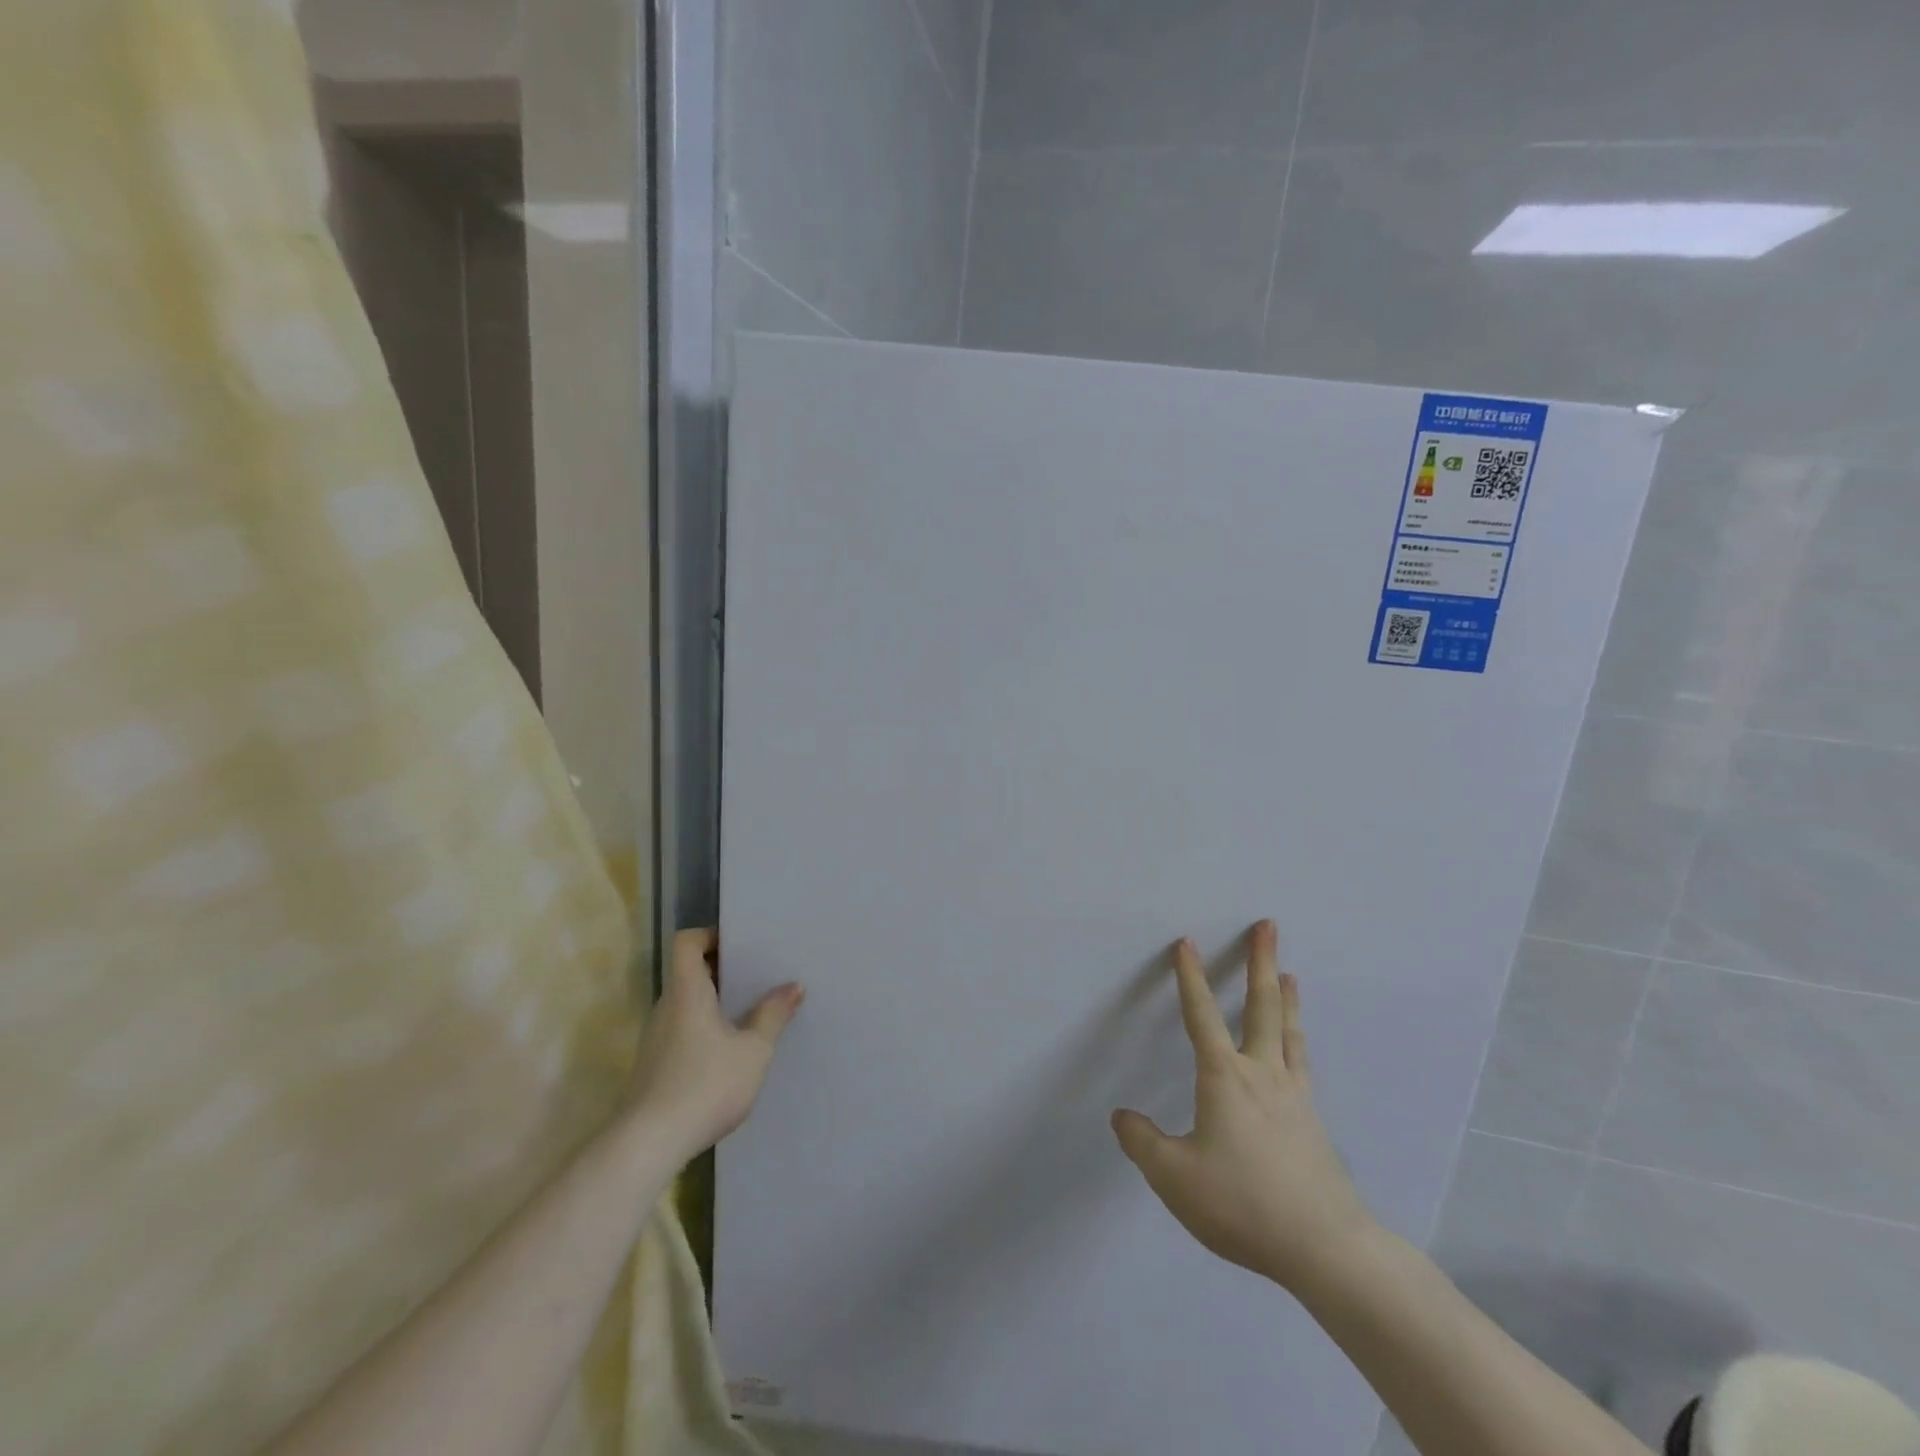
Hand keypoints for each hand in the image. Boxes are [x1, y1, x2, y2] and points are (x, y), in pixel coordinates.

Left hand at [625, 927, 802, 1160]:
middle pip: (689, 972)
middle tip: (757, 975)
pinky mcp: (655, 1066)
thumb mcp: (753, 1051)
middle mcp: (666, 1007)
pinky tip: (730, 1050)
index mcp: (687, 992)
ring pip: (686, 1003)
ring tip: (750, 1011)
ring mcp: (656, 1038)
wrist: (648, 1146)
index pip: (687, 942)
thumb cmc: (705, 1086)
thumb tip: (793, 986)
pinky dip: (705, 1027)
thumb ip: (772, 1016)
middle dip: (722, 969)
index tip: (740, 943)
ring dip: (715, 1001)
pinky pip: (683, 1029)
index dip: (710, 935)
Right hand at [1112, 921, 1375, 1292]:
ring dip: (1285, 997)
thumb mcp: (1175, 1178)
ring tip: (1289, 973)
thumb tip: (1122, 1116)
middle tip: (1268, 926)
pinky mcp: (1313, 1120)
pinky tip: (1297, 1045)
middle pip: (1262, 1007)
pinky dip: (1298, 1039)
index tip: (1185, 942)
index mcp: (1225, 1078)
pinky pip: (1301, 1063)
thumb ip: (1143, 1142)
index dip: (1190, 977)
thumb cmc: (1242, 1203)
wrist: (1324, 1246)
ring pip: (1288, 1031)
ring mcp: (1294, 1095)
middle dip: (1260, 962)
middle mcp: (1262, 1074)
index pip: (1202, 1015)